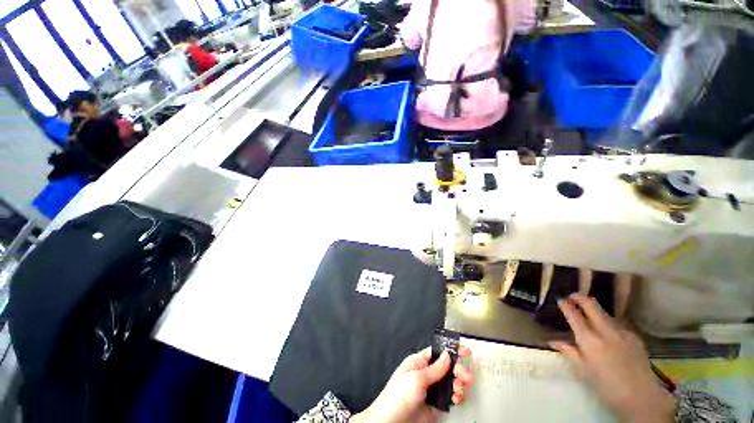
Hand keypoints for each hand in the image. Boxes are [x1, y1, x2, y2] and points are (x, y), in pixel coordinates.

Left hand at [352, 346, 472, 422]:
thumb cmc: (399, 396)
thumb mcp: (416, 379)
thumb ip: (434, 369)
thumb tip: (447, 355)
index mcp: (418, 362)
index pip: (437, 352)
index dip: (450, 350)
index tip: (465, 351)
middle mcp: (426, 374)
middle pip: (446, 368)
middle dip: (458, 370)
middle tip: (467, 377)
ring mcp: (431, 390)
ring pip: (450, 382)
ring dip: (459, 384)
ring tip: (460, 389)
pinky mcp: (436, 405)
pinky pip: (450, 397)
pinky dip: (457, 396)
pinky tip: (457, 397)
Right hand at [550, 294, 676, 422]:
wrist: (641, 397)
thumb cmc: (606, 387)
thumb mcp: (583, 372)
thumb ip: (569, 352)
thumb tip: (554, 341)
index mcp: (589, 340)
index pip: (574, 315)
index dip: (566, 305)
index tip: (560, 300)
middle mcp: (605, 331)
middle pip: (592, 305)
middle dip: (580, 298)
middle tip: (573, 297)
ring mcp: (622, 333)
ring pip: (605, 313)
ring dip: (595, 310)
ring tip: (590, 313)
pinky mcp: (634, 337)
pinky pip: (618, 324)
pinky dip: (609, 323)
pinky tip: (610, 333)